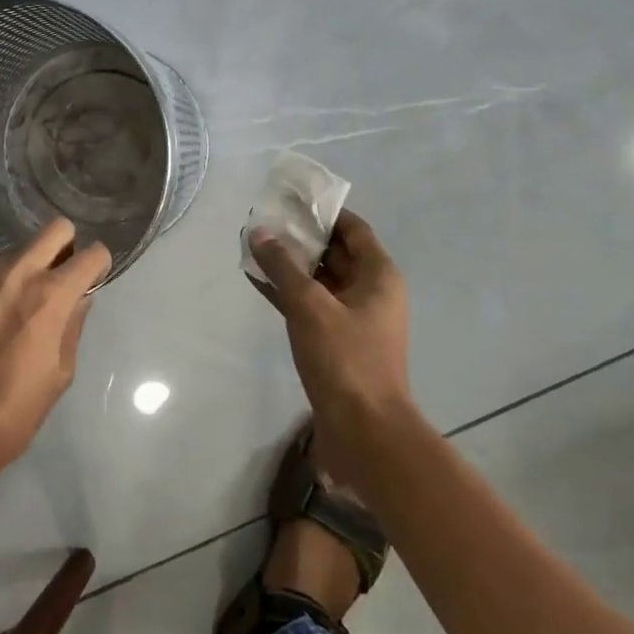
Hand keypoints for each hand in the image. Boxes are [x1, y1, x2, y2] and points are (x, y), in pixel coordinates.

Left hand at [0, 217, 110, 477]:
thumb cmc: (14, 412)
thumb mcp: (60, 374)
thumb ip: (73, 325)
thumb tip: (79, 299)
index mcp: (50, 296)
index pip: (91, 255)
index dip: (99, 265)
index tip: (95, 279)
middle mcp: (16, 275)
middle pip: (55, 230)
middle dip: (68, 246)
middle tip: (65, 278)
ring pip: (20, 253)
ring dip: (31, 269)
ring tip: (24, 309)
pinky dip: (2, 287)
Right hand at [249, 210, 412, 474]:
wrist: (364, 432)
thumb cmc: (345, 360)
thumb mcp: (310, 306)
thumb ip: (283, 267)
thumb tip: (260, 231)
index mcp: (379, 276)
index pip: (353, 229)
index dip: (325, 212)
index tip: (291, 201)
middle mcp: (371, 292)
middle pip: (336, 253)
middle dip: (301, 237)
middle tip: (264, 222)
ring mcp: (355, 319)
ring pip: (321, 281)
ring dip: (291, 266)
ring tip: (254, 247)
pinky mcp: (338, 343)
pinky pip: (312, 306)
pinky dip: (289, 293)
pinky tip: (258, 282)